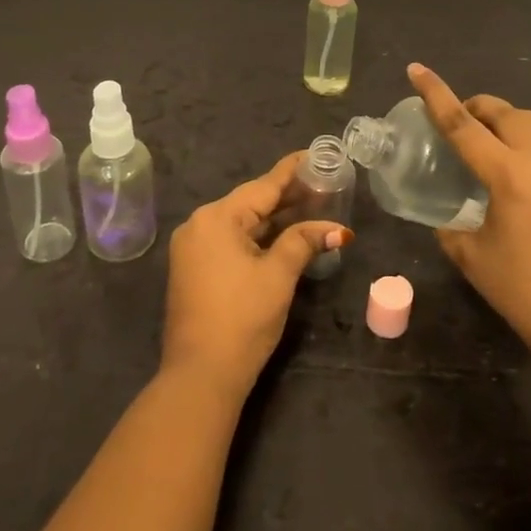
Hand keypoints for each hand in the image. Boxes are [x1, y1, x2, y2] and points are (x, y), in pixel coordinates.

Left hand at [161, 152, 349, 402]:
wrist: (200, 376)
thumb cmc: (242, 318)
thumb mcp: (278, 275)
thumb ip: (304, 242)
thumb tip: (336, 229)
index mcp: (216, 218)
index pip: (262, 186)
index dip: (291, 171)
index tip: (313, 154)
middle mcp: (199, 225)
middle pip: (251, 203)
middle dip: (287, 196)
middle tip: (323, 184)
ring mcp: (194, 249)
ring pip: (242, 223)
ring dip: (275, 219)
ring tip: (312, 205)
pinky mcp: (196, 270)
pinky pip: (232, 241)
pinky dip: (258, 237)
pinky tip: (284, 234)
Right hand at [408, 63, 530, 374]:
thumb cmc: (529, 294)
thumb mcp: (474, 259)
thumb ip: (451, 229)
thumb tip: (445, 218)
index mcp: (509, 173)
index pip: (461, 123)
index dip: (435, 93)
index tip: (417, 68)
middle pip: (502, 112)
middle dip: (475, 109)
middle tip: (459, 126)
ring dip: (509, 121)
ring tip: (496, 142)